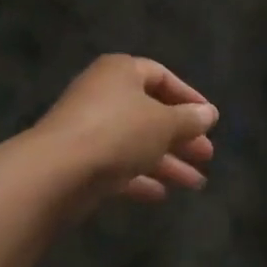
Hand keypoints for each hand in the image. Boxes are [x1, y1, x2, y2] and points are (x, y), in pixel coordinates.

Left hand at [35, 55, 217, 202]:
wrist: (57, 171)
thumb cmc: (117, 132)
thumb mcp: (163, 123)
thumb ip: (189, 119)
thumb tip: (209, 113)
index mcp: (121, 72)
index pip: (161, 76)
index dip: (188, 97)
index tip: (209, 119)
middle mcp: (103, 95)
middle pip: (150, 113)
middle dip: (181, 136)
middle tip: (207, 156)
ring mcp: (89, 129)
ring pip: (136, 142)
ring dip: (167, 162)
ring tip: (196, 184)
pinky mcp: (80, 160)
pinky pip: (117, 165)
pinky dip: (140, 177)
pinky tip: (161, 194)